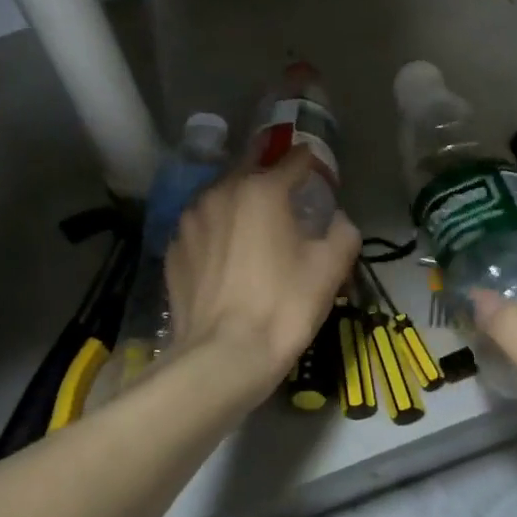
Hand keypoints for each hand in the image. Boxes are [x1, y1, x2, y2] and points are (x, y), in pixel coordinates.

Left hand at [166, 148, 359, 393]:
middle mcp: (220, 193)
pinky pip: (202, 228)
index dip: (310, 162)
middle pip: (249, 168)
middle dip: (269, 172)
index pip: (293, 160)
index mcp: (262, 190)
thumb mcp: (330, 268)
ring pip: (220, 197)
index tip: (318, 171)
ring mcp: (190, 221)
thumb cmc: (283, 306)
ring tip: (253, 221)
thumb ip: (343, 231)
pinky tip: (227, 254)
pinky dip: (217, 231)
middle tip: (285, 187)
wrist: (223, 356)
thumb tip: (337, 219)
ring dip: (239, 200)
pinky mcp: (174, 249)